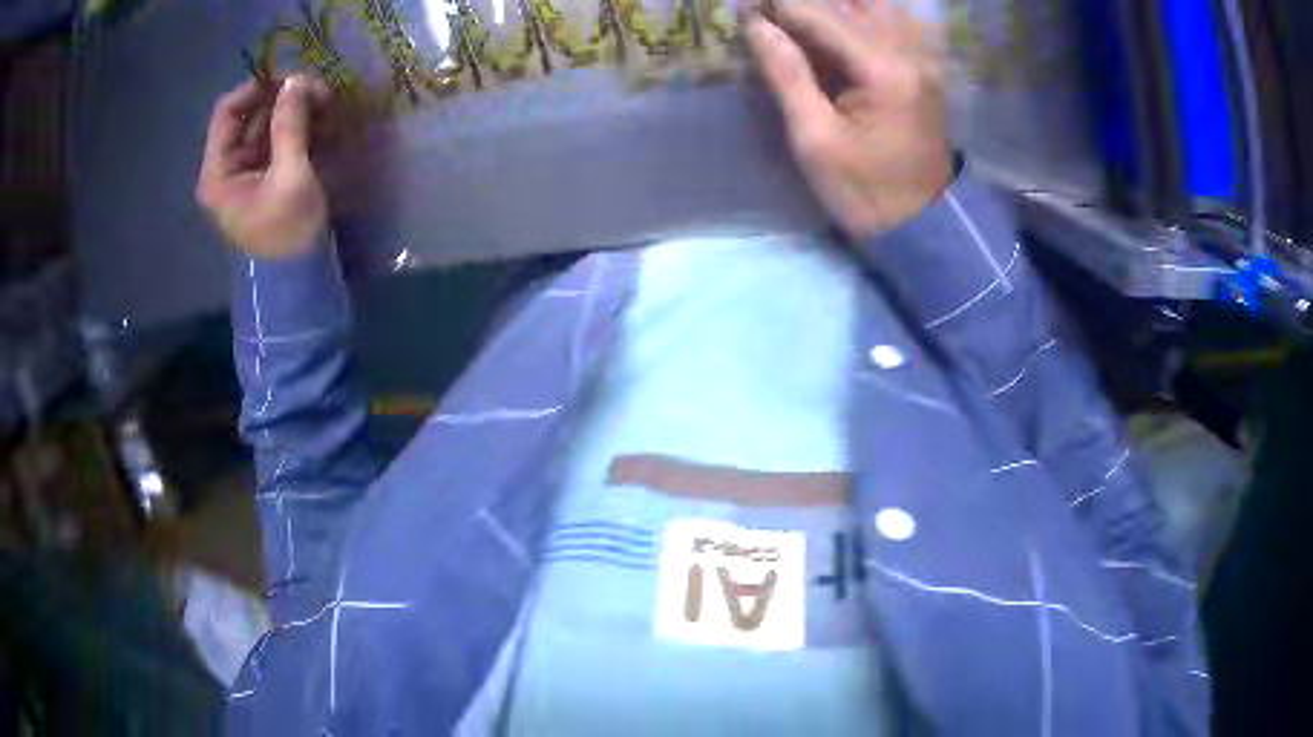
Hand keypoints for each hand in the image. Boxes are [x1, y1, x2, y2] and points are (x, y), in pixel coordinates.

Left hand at [196, 75, 331, 258]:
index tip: (290, 77)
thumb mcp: (290, 176)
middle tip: (320, 91)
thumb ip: (290, 126)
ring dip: (296, 111)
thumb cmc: (288, 231)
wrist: (300, 277)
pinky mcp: (265, 177)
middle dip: (284, 99)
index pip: (227, 113)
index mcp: (218, 173)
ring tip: (328, 105)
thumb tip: (296, 79)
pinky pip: (278, 141)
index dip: (256, 89)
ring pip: (267, 126)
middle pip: (250, 116)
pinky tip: (323, 123)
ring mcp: (246, 172)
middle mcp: (226, 168)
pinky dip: (299, 128)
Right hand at [746, 0, 952, 240]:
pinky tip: (840, 31)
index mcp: (885, 71)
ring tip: (804, 25)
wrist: (922, 226)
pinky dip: (864, 17)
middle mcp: (911, 53)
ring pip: (879, 6)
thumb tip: (757, 25)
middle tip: (775, 17)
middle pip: (855, 2)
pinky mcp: (925, 69)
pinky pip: (896, 23)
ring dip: (840, 8)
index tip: (746, 8)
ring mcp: (923, 59)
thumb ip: (787, 75)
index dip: (779, 7)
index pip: (822, 16)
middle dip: (811, 4)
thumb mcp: (815, 140)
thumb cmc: (864, 192)